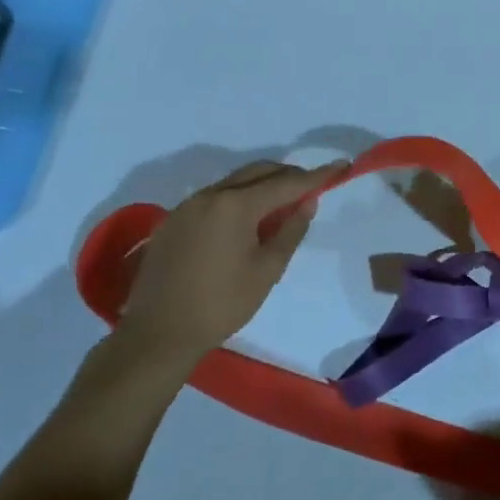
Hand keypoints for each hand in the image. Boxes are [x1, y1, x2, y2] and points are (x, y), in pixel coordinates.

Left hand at [111, 159, 345, 375]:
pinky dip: (238, 200)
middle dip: (288, 176)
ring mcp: (186, 206)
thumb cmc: (222, 304)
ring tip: (282, 207)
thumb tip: (307, 202)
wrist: (158, 333)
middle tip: (312, 188)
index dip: (316, 176)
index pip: (286, 183)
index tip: (341, 167)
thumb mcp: (267, 270)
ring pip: (234, 183)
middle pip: (258, 172)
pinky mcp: (173, 221)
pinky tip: (246, 223)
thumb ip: (290, 230)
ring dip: (261, 187)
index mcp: (235, 205)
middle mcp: (209, 195)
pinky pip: (214, 199)